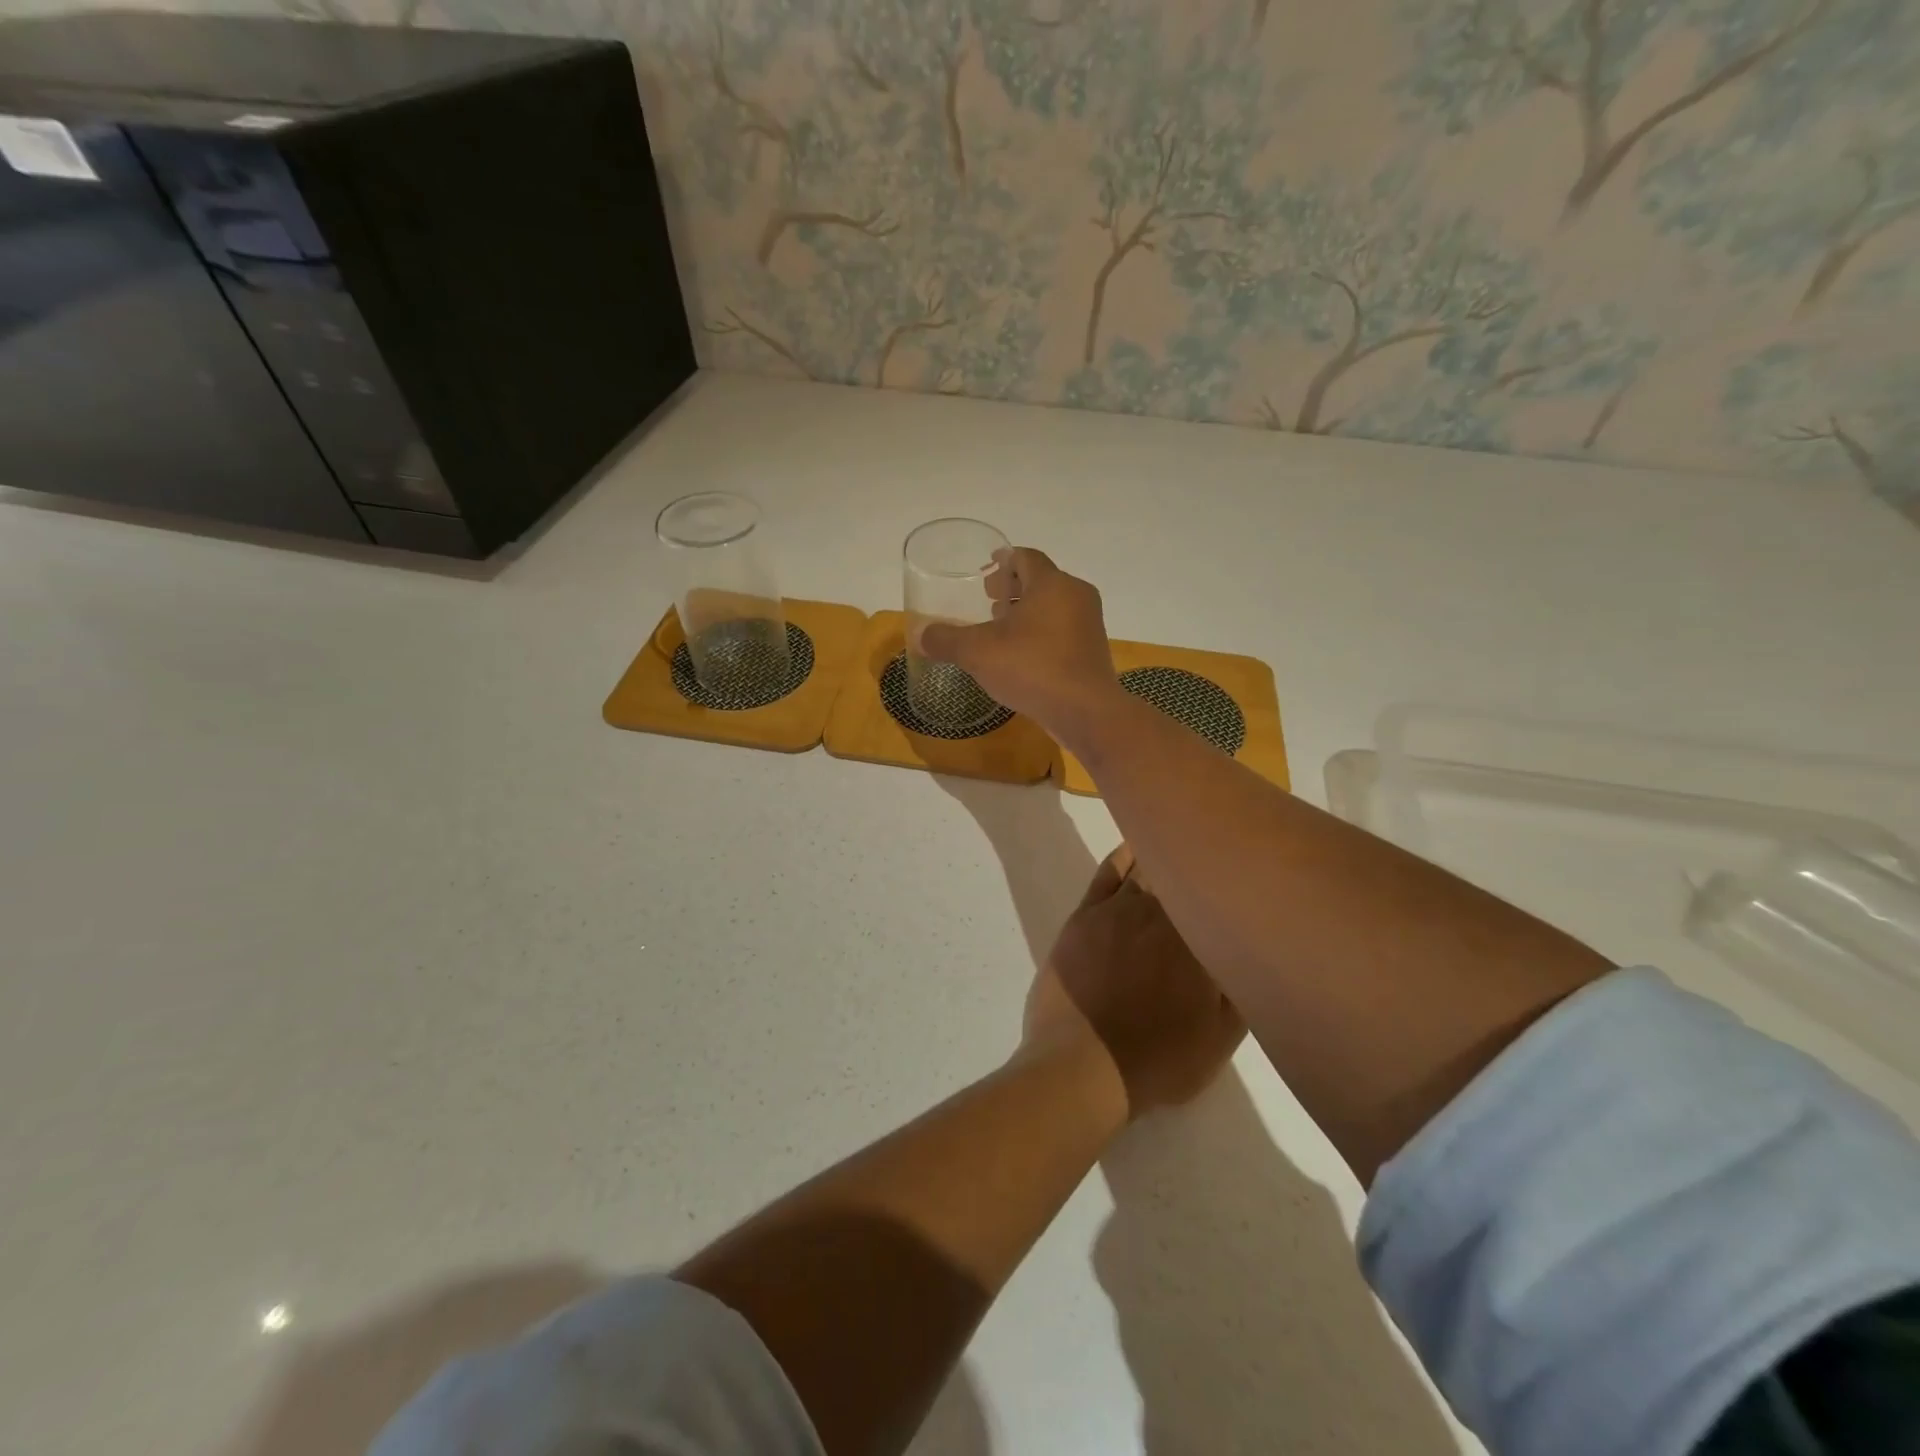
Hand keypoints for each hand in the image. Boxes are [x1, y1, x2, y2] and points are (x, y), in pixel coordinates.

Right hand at [915, 548, 1120, 747]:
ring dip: (1027, 611)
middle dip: (1012, 588)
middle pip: (1041, 580)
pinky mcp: (1093, 650)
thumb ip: (946, 640)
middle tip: (988, 600)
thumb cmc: (1032, 668)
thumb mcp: (978, 652)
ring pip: (1053, 606)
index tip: (985, 570)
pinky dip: (1042, 632)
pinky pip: (1063, 629)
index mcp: (1051, 583)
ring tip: (1001, 628)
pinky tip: (1022, 654)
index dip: (1003, 561)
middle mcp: (1076, 595)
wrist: (1085, 712)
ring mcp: (1089, 623)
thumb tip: (920, 635)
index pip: (1025, 557)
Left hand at [1024, 845, 1246, 1119]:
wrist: (1083, 1065)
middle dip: (1200, 862)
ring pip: (1147, 867)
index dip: (1231, 880)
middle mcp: (1160, 912)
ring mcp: (1117, 909)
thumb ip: (1239, 985)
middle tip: (1214, 852)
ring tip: (1182, 840)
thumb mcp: (1221, 1037)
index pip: (1219, 894)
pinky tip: (1137, 846)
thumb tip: (1248, 946)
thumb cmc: (1159, 1058)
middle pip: (1183, 873)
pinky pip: (1109, 872)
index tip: (1244, 870)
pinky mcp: (1084, 914)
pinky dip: (1125, 855)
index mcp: (1198, 938)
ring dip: (1166, 854)